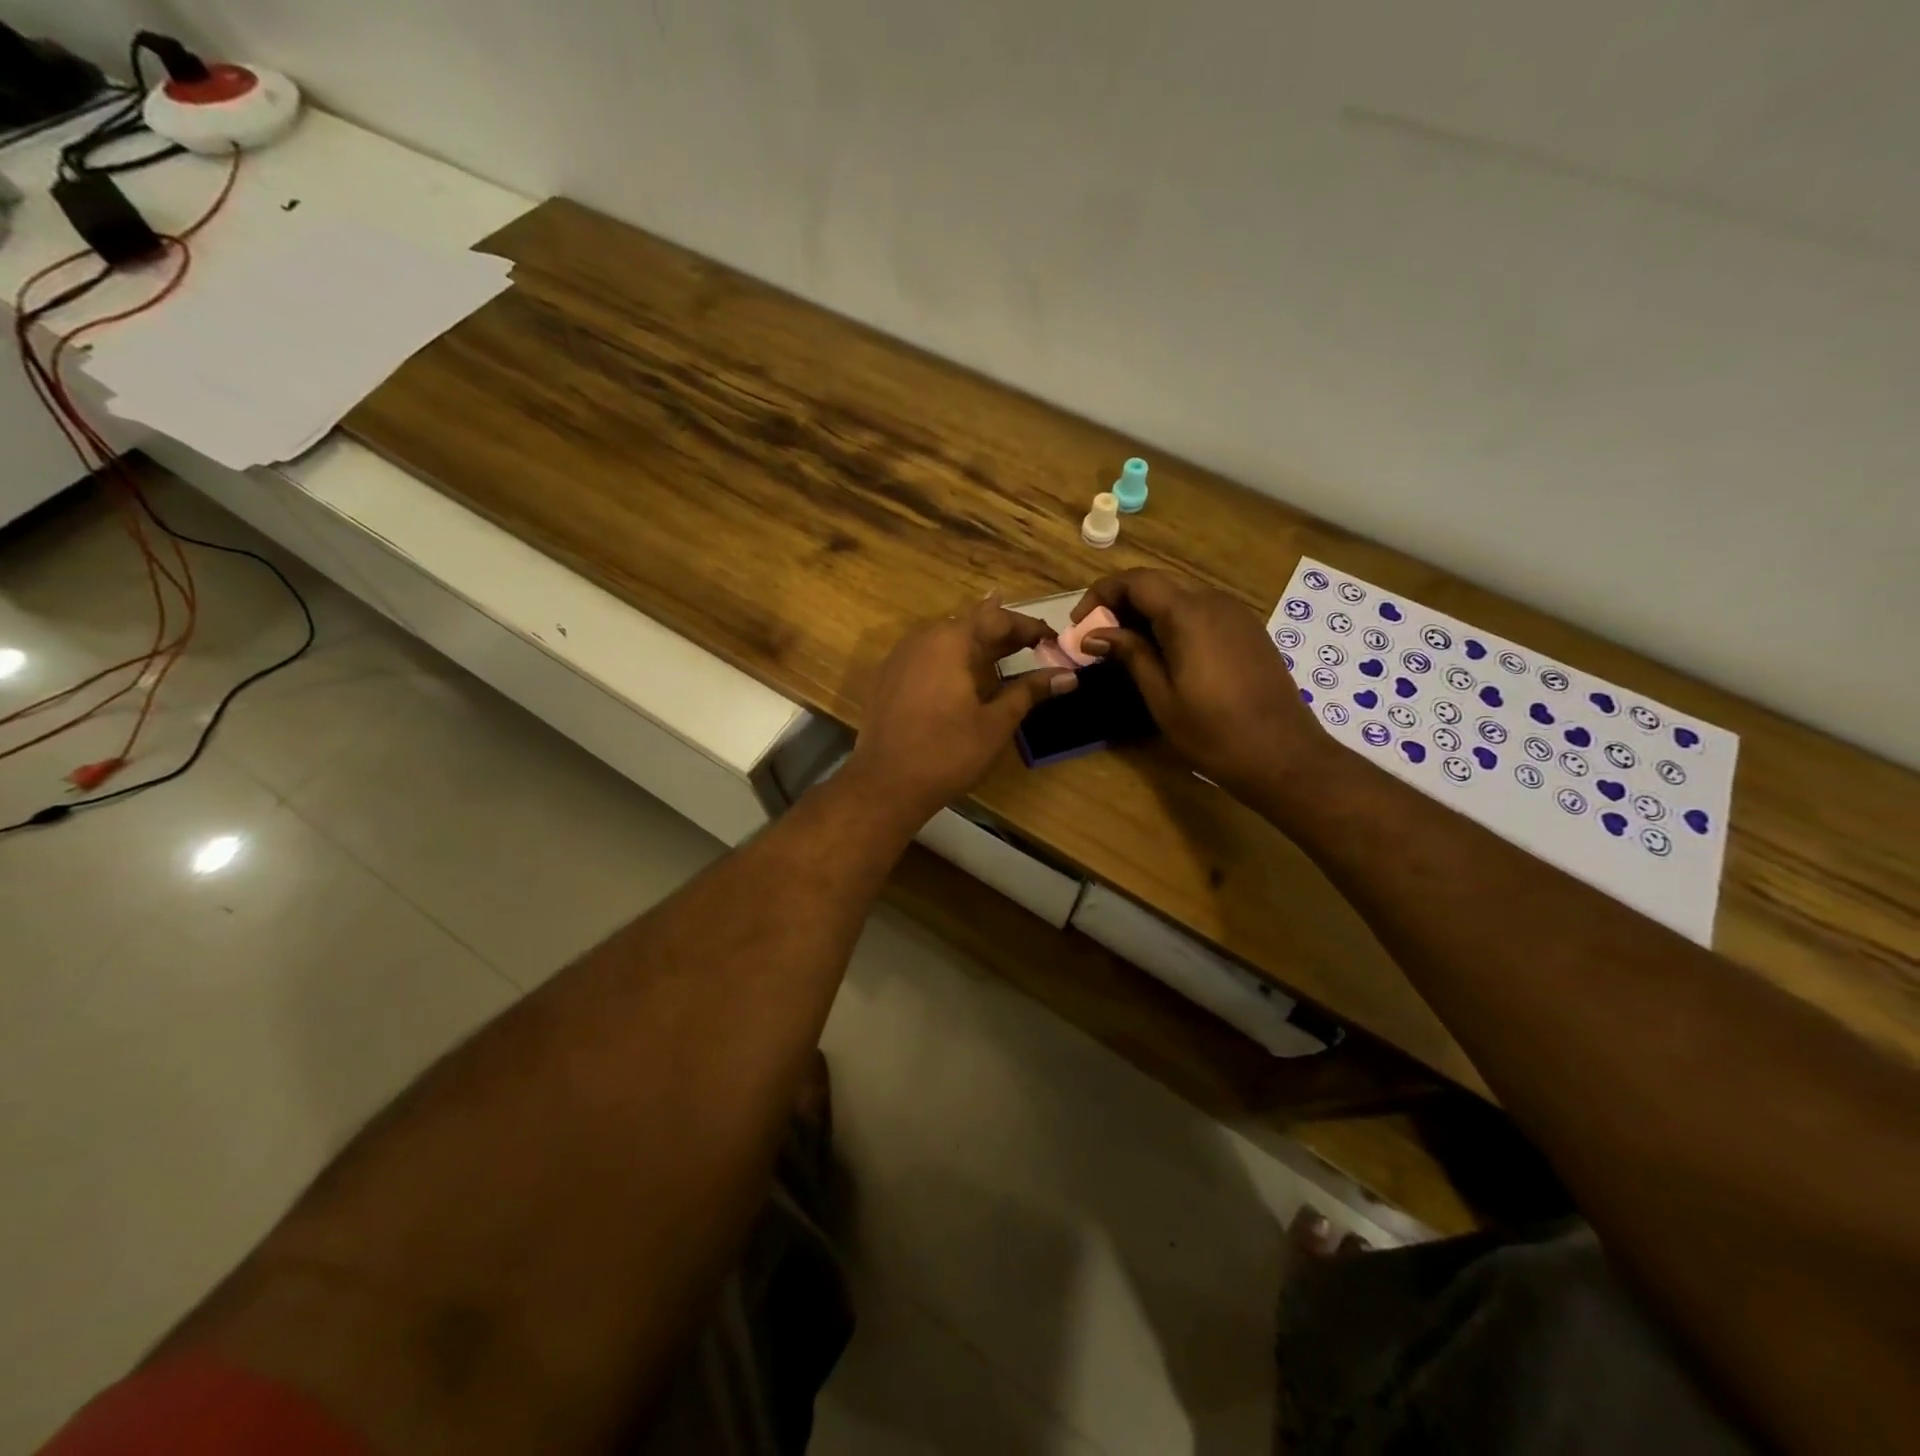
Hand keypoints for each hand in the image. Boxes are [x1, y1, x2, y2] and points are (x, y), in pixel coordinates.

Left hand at [848, 597, 1077, 820]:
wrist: (885, 784)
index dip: (1028, 627)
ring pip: (946, 638)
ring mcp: (900, 657)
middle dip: (1003, 632)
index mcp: (950, 640)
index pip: (997, 619)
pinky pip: (927, 655)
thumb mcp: (995, 722)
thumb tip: (1068, 676)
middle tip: (1034, 643)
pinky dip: (952, 659)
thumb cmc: (947, 753)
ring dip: (977, 644)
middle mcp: (922, 638)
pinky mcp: (888, 678)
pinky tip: (964, 676)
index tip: (1053, 638)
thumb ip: (1029, 692)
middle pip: (969, 623)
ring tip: (1004, 653)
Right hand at [1073, 569, 1326, 795]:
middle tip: (1098, 639)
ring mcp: (1236, 614)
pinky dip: (1174, 622)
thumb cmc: (1214, 732)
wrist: (1283, 755)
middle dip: (1121, 603)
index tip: (1080, 625)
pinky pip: (1202, 612)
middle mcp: (1214, 602)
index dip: (1100, 595)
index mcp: (1188, 614)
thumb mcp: (1161, 696)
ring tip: (1126, 649)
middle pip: (1157, 584)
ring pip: (1181, 596)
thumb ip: (1130, 654)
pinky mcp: (1248, 631)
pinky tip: (1165, 654)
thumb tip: (1094, 634)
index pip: (1135, 581)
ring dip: (1147, 613)